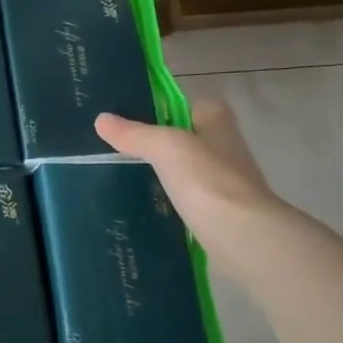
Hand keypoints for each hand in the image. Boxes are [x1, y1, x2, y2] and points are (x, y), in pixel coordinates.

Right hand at [94, 101, 283, 262]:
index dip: (164, 111)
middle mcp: (226, 148)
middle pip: (186, 140)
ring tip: (124, 181)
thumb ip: (134, 133)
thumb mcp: (164, 147)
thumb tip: (101, 120)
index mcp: (219, 123)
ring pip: (185, 172)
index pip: (190, 106)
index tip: (131, 123)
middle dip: (159, 147)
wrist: (240, 235)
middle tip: (119, 153)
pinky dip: (169, 203)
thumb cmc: (206, 179)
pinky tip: (145, 209)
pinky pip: (187, 201)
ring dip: (163, 177)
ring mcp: (225, 183)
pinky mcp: (220, 213)